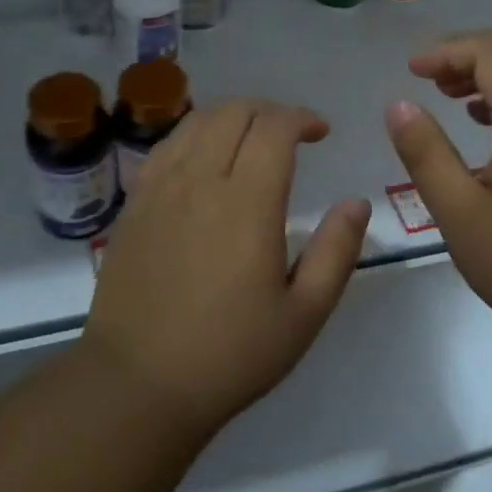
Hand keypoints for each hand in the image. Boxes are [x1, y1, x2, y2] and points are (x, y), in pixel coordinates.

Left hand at [82, 99, 370, 436]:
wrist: (138, 382)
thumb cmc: (229, 354)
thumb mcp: (302, 314)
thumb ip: (336, 252)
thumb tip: (357, 202)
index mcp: (248, 203)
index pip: (274, 128)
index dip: (301, 118)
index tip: (320, 133)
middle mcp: (201, 180)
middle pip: (234, 112)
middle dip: (269, 110)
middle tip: (290, 134)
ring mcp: (160, 187)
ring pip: (197, 121)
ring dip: (231, 116)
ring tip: (250, 139)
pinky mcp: (135, 202)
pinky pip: (166, 145)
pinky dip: (194, 134)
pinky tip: (204, 158)